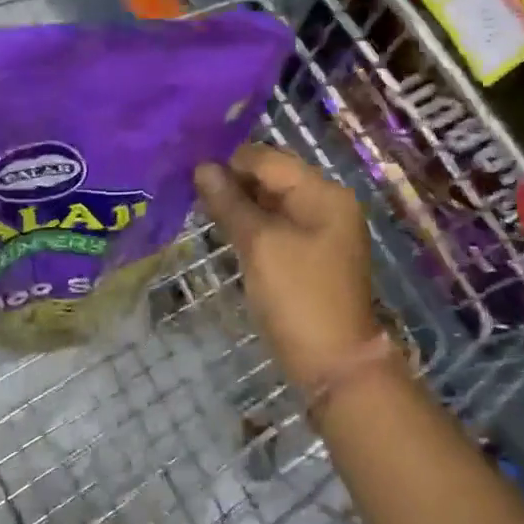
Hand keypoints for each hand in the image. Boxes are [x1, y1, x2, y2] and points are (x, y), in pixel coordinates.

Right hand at [196, 145, 380, 390]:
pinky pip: (278, 228)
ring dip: (240, 205)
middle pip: (273, 179)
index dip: (229, 163)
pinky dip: (253, 227)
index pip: (269, 159)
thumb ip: (230, 203)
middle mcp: (327, 204)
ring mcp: (322, 232)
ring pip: (273, 204)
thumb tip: (202, 168)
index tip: (189, 173)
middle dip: (234, 182)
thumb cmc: (297, 297)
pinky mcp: (311, 257)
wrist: (333, 364)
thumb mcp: (260, 245)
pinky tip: (226, 232)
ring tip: (201, 210)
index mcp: (324, 193)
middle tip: (190, 193)